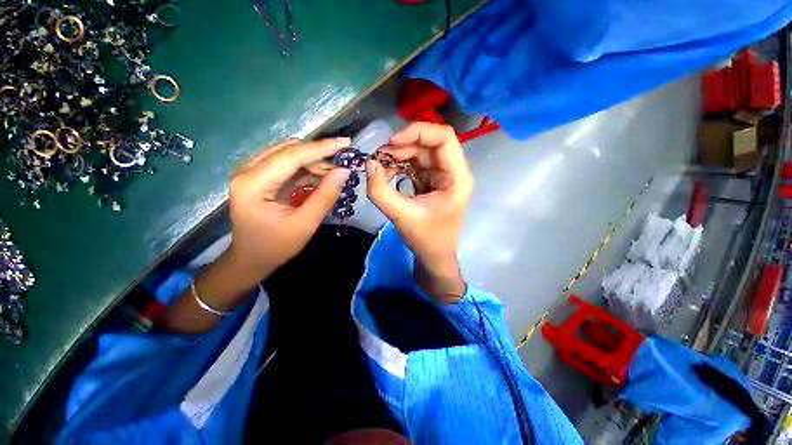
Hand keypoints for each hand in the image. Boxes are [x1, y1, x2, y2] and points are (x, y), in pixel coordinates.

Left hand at [227, 137, 351, 281]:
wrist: (251, 258)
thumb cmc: (276, 246)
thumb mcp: (305, 223)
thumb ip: (325, 196)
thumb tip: (344, 172)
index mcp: (253, 184)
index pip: (291, 156)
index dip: (321, 148)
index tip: (346, 143)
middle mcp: (247, 170)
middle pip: (289, 150)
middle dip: (318, 156)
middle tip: (342, 168)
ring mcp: (252, 172)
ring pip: (289, 155)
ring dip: (314, 162)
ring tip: (334, 176)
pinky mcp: (259, 177)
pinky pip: (287, 165)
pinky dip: (306, 170)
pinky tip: (321, 180)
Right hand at [366, 123, 472, 301]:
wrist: (435, 257)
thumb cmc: (426, 240)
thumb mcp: (401, 216)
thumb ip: (380, 191)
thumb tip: (369, 164)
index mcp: (457, 178)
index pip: (444, 138)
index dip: (418, 132)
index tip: (392, 142)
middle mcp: (453, 172)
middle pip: (429, 144)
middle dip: (402, 147)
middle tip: (379, 157)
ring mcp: (443, 176)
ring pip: (421, 153)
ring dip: (399, 156)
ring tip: (379, 166)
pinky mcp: (432, 182)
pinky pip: (416, 165)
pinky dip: (400, 166)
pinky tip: (387, 174)